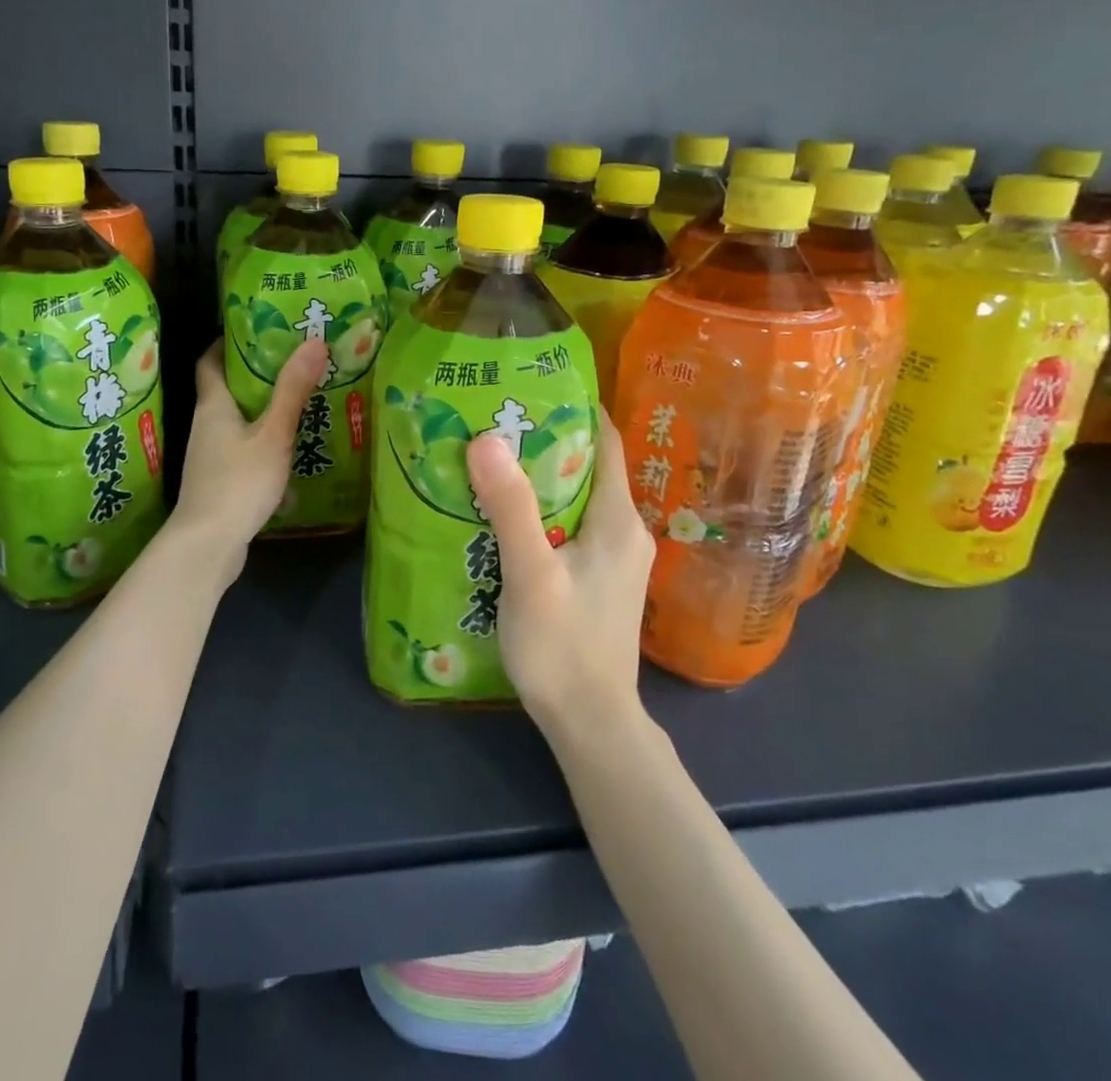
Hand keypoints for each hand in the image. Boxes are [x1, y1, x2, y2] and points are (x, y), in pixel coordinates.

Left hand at [174, 339, 329, 567]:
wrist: (207, 545)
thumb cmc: (238, 482)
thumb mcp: (273, 434)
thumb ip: (293, 391)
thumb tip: (314, 341)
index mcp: (213, 406)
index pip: (208, 362)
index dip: (224, 343)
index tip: (251, 330)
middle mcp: (205, 426)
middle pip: (224, 390)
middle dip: (253, 375)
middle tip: (290, 361)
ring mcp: (209, 457)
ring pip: (235, 421)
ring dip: (260, 409)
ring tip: (295, 399)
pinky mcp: (218, 482)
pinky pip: (241, 449)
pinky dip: (260, 441)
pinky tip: (287, 449)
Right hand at [465, 414, 655, 734]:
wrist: (590, 724)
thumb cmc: (564, 647)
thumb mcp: (531, 574)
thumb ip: (511, 508)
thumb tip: (487, 439)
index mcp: (617, 519)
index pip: (606, 441)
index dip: (575, 408)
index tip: (529, 385)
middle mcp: (623, 530)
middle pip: (587, 465)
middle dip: (544, 439)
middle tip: (493, 419)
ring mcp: (612, 558)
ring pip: (575, 497)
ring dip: (538, 476)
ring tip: (489, 457)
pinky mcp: (597, 579)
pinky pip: (569, 525)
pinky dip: (540, 509)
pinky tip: (502, 513)